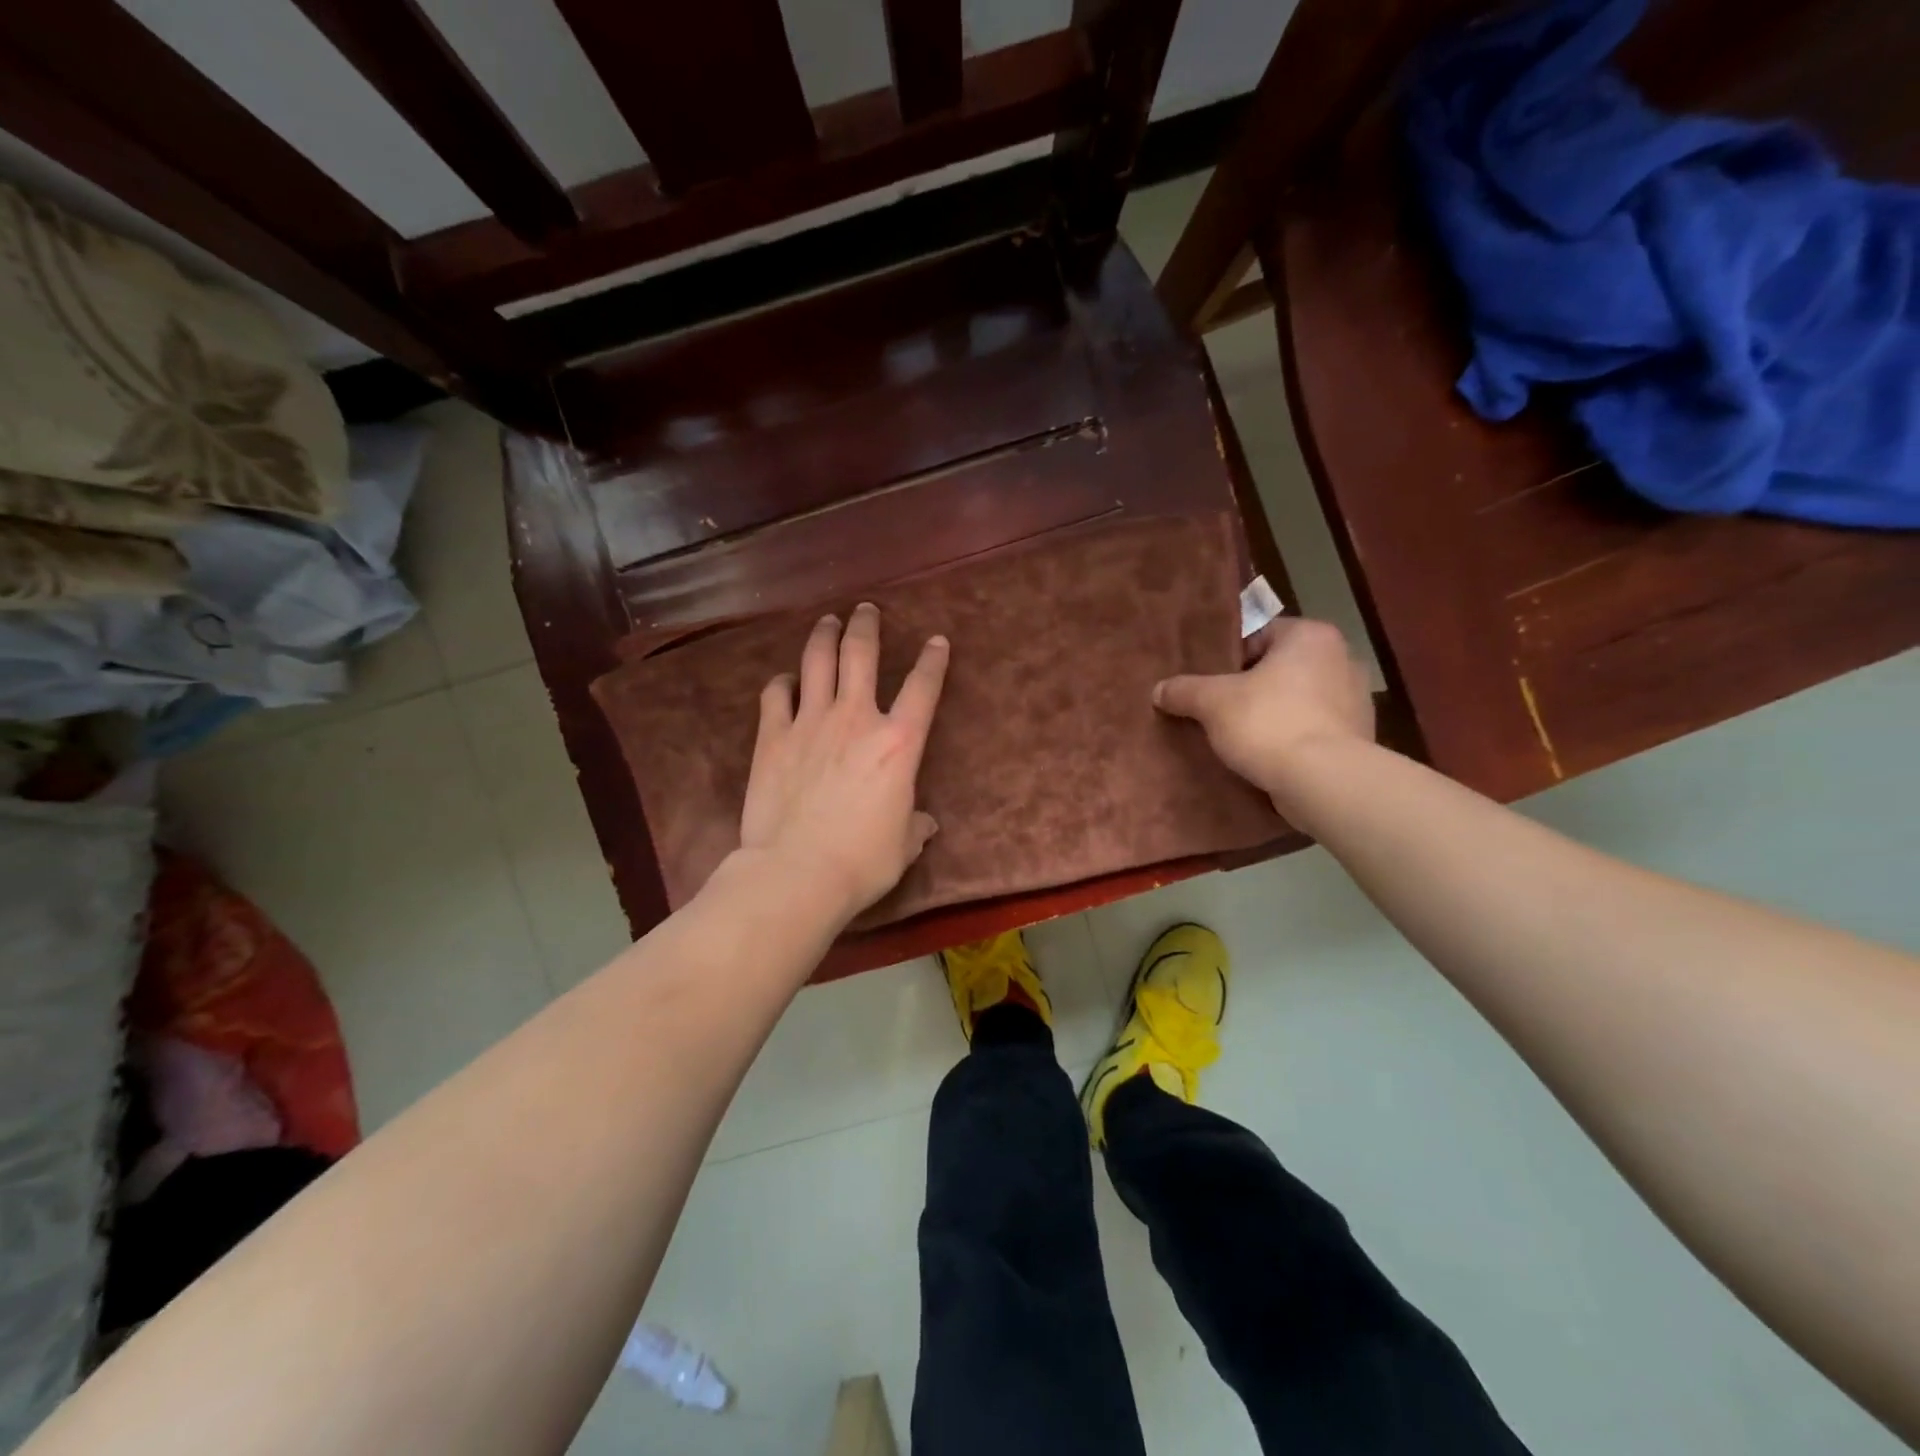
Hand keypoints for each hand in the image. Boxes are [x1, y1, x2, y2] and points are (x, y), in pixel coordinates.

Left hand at [737, 602, 949, 923]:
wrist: (797, 872)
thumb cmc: (862, 861)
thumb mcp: (903, 846)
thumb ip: (915, 826)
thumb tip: (925, 824)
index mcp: (898, 743)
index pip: (924, 687)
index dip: (934, 660)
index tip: (937, 640)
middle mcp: (856, 719)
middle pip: (861, 654)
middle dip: (866, 625)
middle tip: (866, 609)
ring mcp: (810, 723)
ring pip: (817, 661)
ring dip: (824, 636)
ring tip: (828, 621)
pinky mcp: (772, 737)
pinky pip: (775, 694)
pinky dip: (782, 682)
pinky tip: (786, 680)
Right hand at [1153, 618, 1373, 805]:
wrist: (1324, 782)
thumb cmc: (1269, 723)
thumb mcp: (1212, 703)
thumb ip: (1184, 690)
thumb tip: (1158, 690)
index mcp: (1311, 636)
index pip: (1261, 633)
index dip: (1229, 657)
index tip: (1210, 680)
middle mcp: (1342, 658)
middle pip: (1280, 667)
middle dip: (1252, 686)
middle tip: (1219, 707)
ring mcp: (1357, 699)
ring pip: (1299, 699)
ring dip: (1274, 712)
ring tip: (1241, 735)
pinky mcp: (1358, 737)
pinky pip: (1315, 728)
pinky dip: (1293, 737)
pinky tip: (1268, 756)